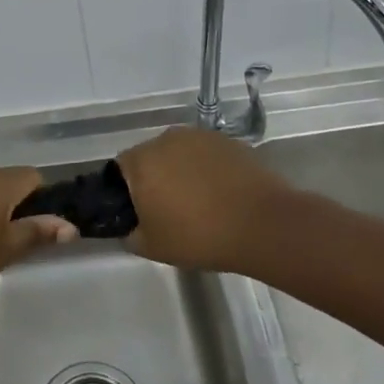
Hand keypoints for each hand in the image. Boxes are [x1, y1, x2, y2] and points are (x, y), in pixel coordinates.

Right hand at [118, 126, 303, 272]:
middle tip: (168, 208)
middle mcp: (165, 139)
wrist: (263, 225)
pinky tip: (220, 192)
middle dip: (154, 177)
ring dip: (181, 170)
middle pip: (150, 156)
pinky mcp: (227, 141)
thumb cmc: (200, 236)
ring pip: (178, 153)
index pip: (120, 168)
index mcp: (141, 161)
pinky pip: (205, 154)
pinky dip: (206, 168)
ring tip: (198, 200)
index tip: (139, 211)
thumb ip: (130, 234)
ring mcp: (199, 136)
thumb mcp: (152, 247)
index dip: (126, 190)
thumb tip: (130, 226)